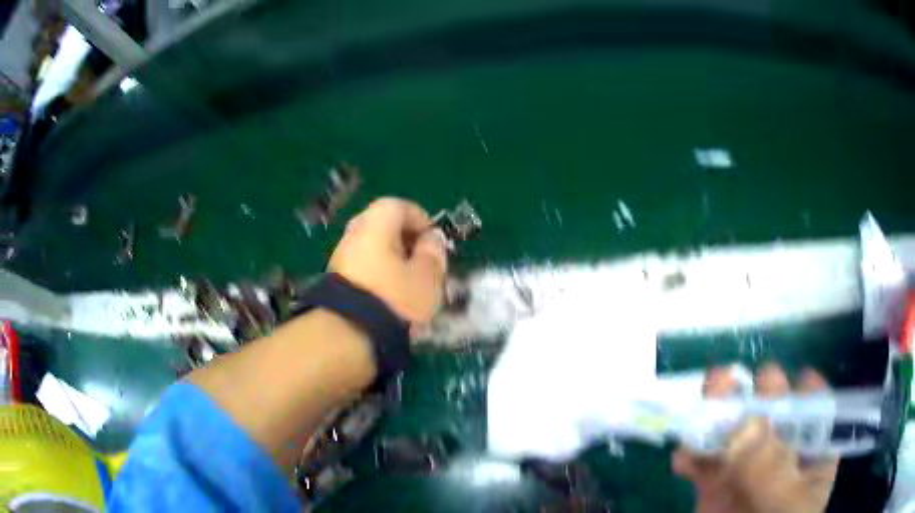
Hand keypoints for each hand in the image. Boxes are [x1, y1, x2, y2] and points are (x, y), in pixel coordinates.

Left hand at [329, 197, 447, 322]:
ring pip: (372, 249)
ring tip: (409, 284)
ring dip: (392, 260)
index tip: (434, 243)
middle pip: (383, 226)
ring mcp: (339, 258)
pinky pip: (362, 267)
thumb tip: (433, 238)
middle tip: (423, 262)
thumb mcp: (427, 278)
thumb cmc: (394, 301)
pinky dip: (378, 275)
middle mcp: (353, 235)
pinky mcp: (333, 282)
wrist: (347, 337)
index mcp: (375, 225)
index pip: (399, 206)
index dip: (421, 220)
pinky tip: (390, 297)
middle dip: (406, 241)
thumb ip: (434, 253)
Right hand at [672, 364, 838, 512]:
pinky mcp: (715, 486)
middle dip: (756, 393)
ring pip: (734, 430)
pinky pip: (702, 462)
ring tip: (707, 396)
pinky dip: (690, 454)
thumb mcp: (784, 506)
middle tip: (735, 382)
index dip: (806, 389)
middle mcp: (781, 453)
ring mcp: (747, 469)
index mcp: (812, 454)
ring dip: (718, 412)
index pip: (816, 409)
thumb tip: (745, 424)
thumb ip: (770, 469)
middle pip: (773, 412)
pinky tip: (682, 459)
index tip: (793, 380)